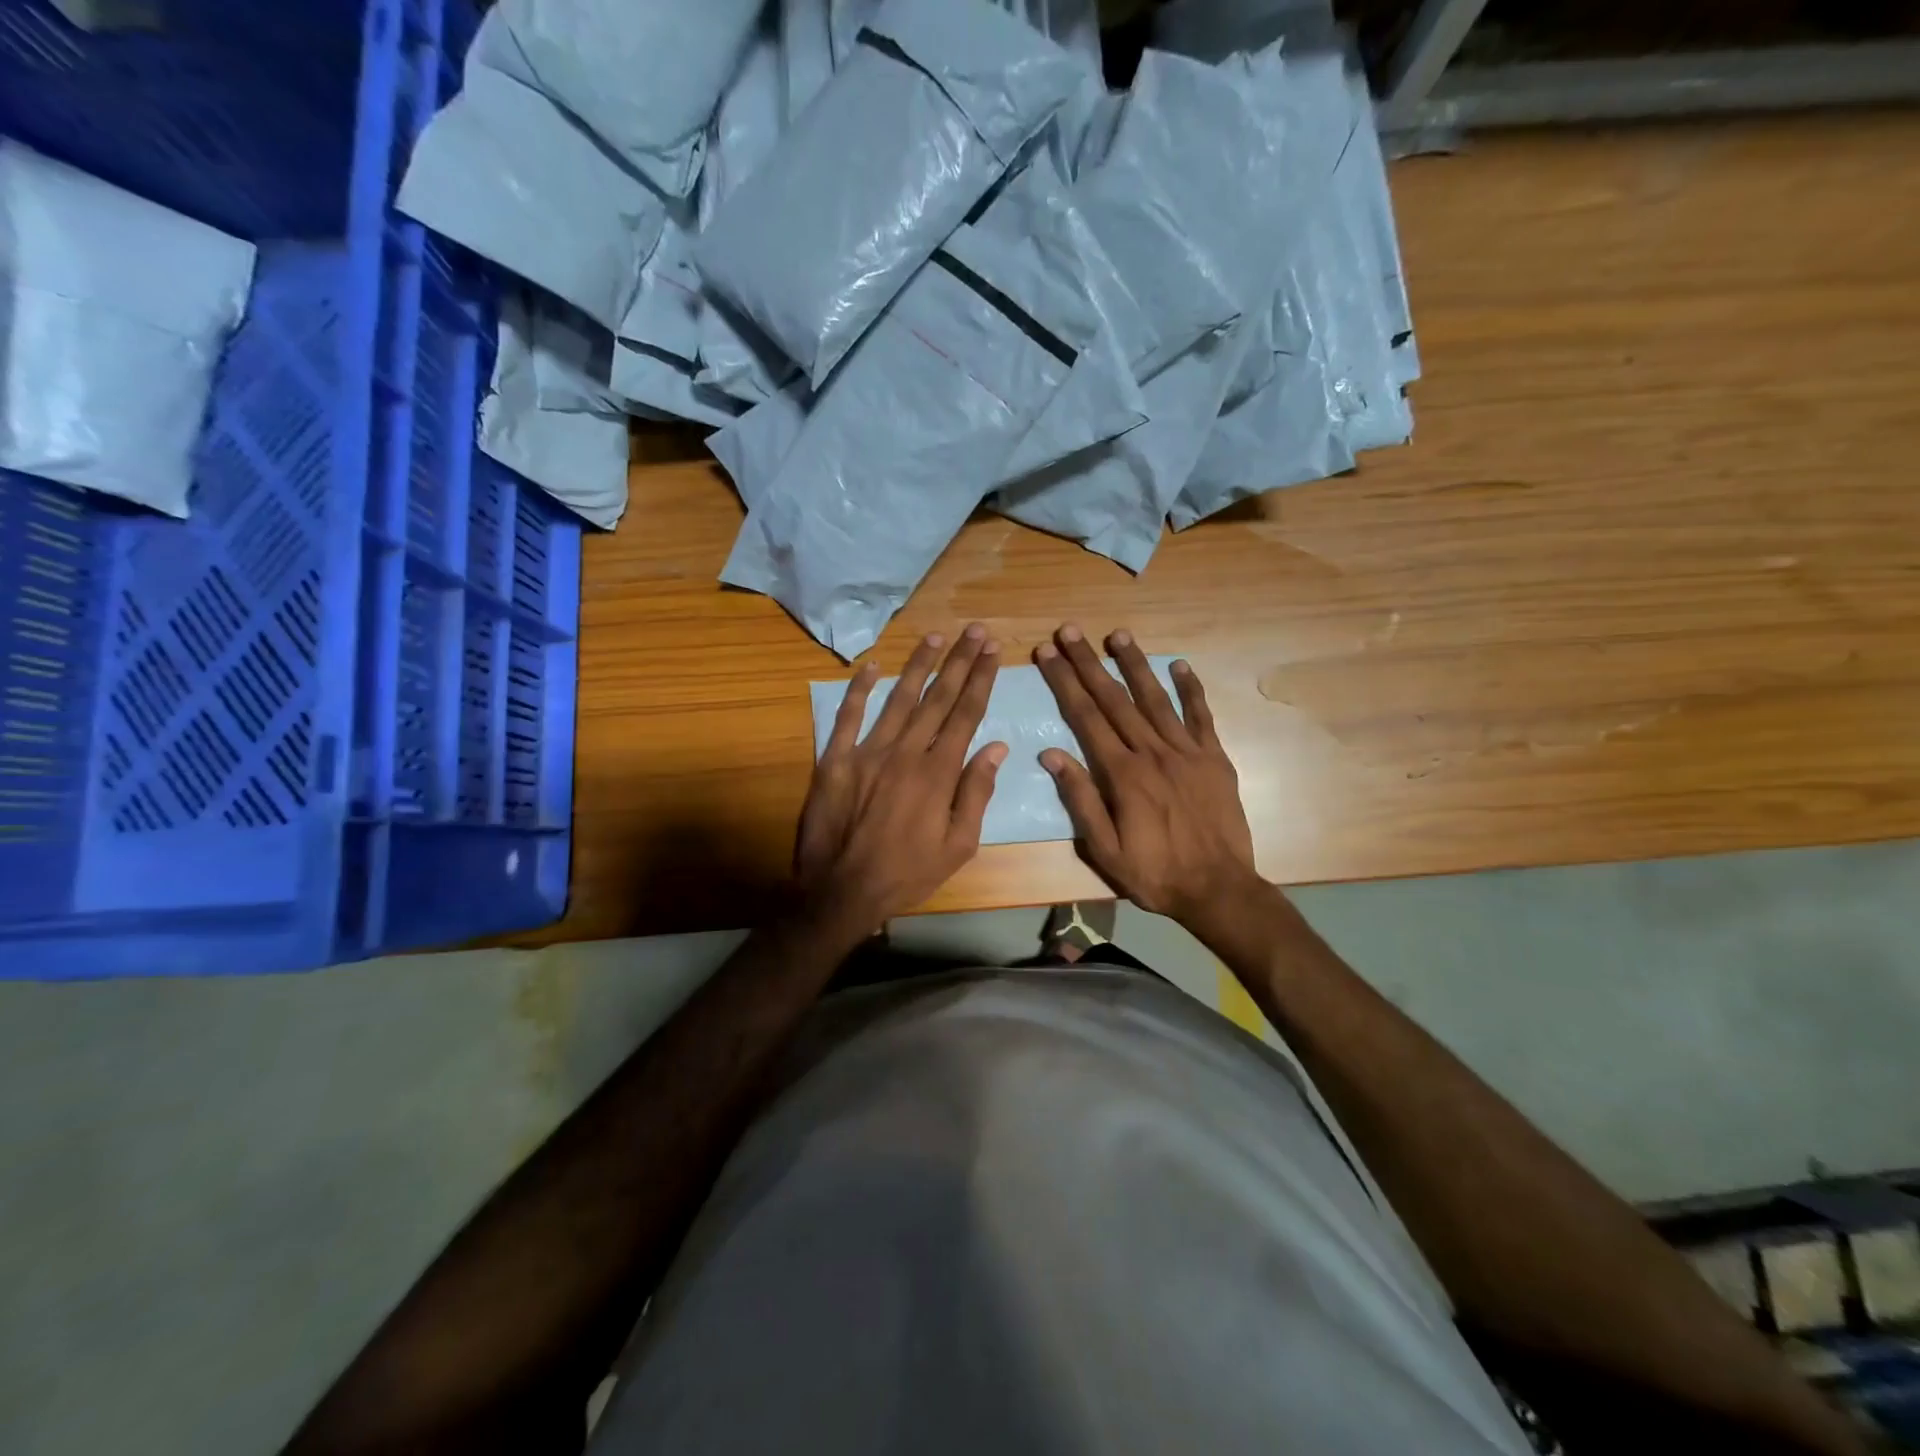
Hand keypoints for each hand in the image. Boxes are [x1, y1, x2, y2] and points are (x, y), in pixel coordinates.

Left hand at [796, 625, 1007, 933]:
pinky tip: (872, 666)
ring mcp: (866, 752)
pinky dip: (858, 690)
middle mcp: (905, 752)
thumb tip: (997, 747)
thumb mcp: (958, 846)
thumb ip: (976, 793)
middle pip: (937, 698)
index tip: (993, 651)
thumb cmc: (907, 873)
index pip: (965, 715)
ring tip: (936, 637)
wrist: (841, 892)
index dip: (981, 680)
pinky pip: (847, 717)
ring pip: (898, 699)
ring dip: (918, 665)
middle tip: (975, 630)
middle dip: (959, 662)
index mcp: (938, 773)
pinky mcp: (834, 760)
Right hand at [1034, 624, 1259, 926]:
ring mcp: (1188, 752)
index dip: (1065, 682)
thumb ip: (1080, 799)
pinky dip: (1190, 689)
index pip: (1086, 717)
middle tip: (1069, 631)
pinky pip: (1201, 716)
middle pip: (1115, 699)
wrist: (1219, 889)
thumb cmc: (1155, 874)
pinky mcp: (1215, 759)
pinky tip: (1179, 665)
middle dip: (1089, 663)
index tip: (1047, 653)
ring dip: (1135, 664)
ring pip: (1156, 699)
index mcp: (1123, 775)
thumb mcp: (1104, 849)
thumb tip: (1051, 755)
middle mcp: (1153, 753)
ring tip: (1117, 634)